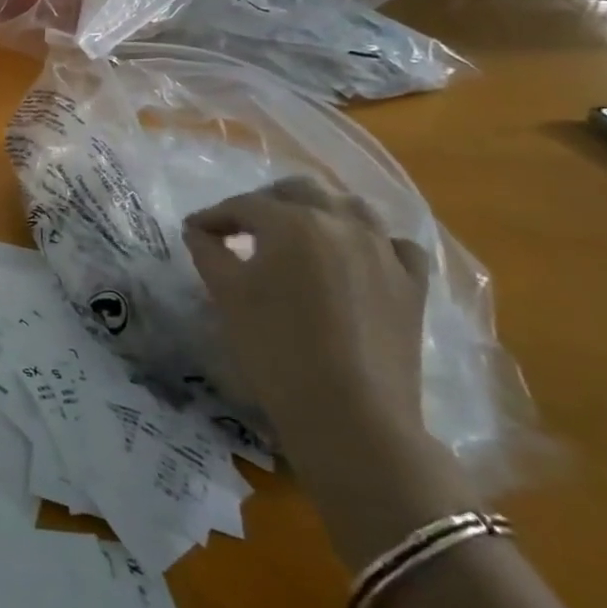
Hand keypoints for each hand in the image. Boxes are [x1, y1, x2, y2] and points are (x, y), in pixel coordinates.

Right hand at [183, 177, 475, 567]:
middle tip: (241, 228)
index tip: (194, 232)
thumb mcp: (227, 294)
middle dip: (264, 203)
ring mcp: (383, 251)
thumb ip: (208, 251)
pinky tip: (356, 256)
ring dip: (317, 210)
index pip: (242, 206)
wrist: (351, 416)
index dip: (213, 217)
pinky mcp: (412, 285)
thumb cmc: (275, 348)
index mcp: (291, 222)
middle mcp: (340, 223)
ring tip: (296, 233)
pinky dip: (372, 241)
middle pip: (297, 191)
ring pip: (350, 207)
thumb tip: (199, 231)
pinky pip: (394, 244)